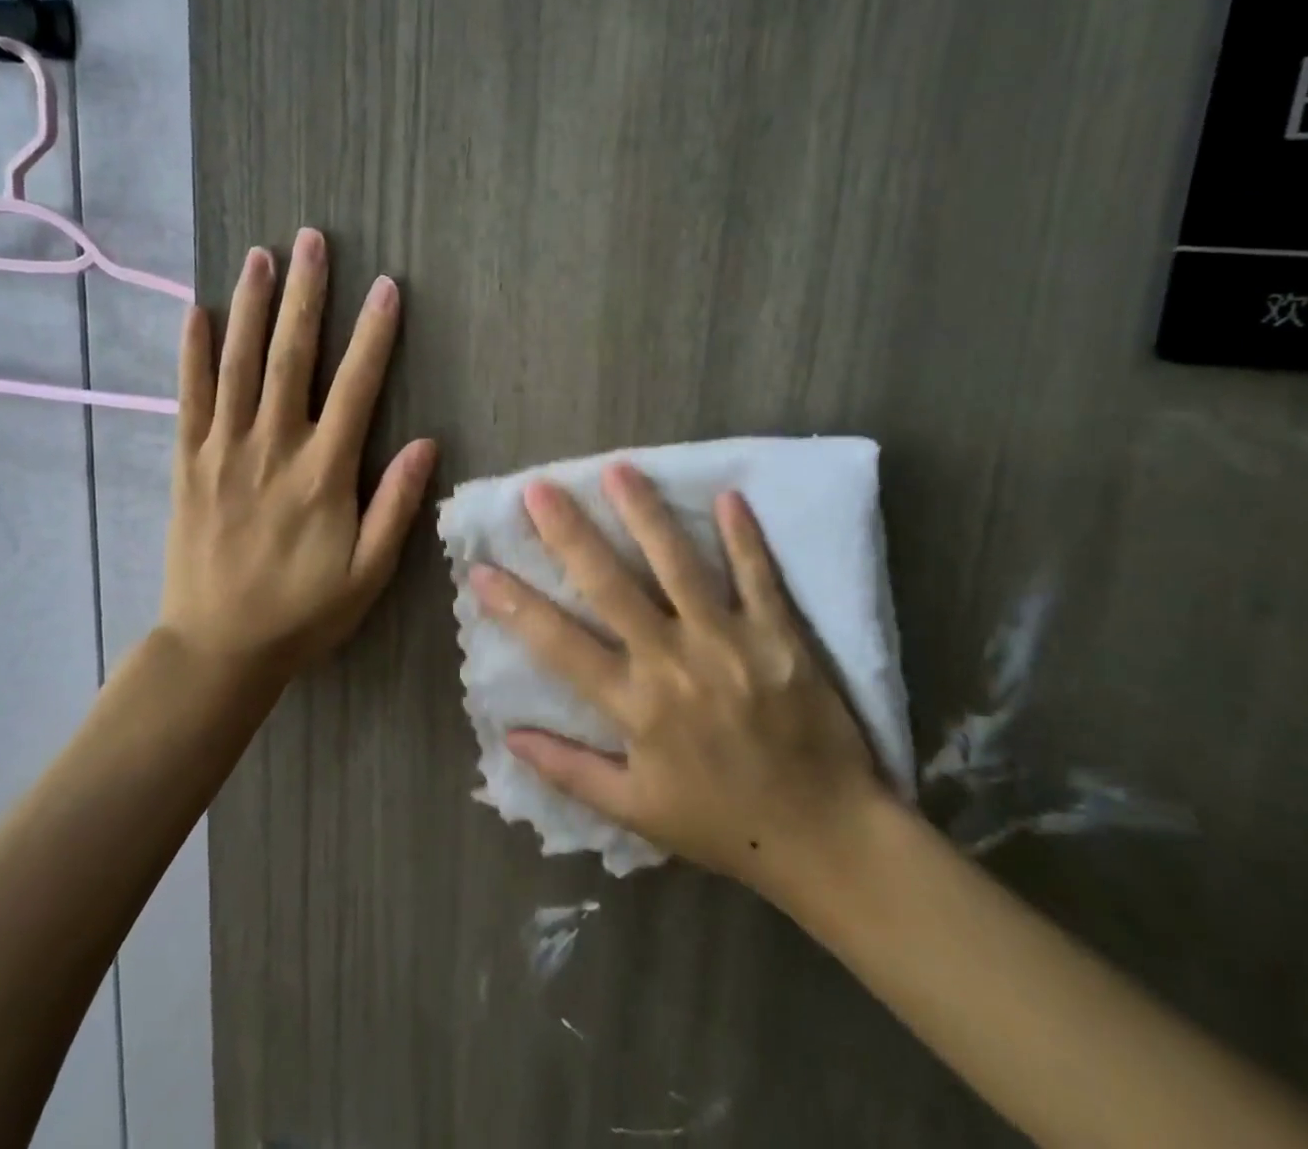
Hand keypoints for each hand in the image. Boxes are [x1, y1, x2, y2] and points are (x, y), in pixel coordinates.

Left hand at [158, 229, 436, 681]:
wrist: (217, 649)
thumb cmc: (303, 612)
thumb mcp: (369, 574)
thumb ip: (396, 506)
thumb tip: (427, 443)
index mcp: (324, 473)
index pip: (356, 387)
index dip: (374, 334)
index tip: (385, 286)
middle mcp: (273, 448)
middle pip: (292, 357)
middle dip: (305, 296)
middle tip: (312, 241)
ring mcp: (224, 452)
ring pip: (239, 365)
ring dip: (252, 307)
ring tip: (261, 256)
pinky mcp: (188, 464)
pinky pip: (189, 399)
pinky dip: (193, 353)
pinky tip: (197, 311)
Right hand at [471, 464, 886, 886]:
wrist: (827, 838)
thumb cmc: (723, 824)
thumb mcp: (636, 811)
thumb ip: (569, 771)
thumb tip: (508, 736)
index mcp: (635, 707)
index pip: (559, 645)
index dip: (515, 606)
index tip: (480, 569)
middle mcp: (674, 664)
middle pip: (611, 587)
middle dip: (569, 534)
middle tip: (539, 488)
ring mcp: (730, 643)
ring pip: (679, 567)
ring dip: (646, 514)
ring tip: (618, 468)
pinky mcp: (781, 636)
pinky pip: (758, 577)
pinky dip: (744, 537)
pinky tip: (728, 495)